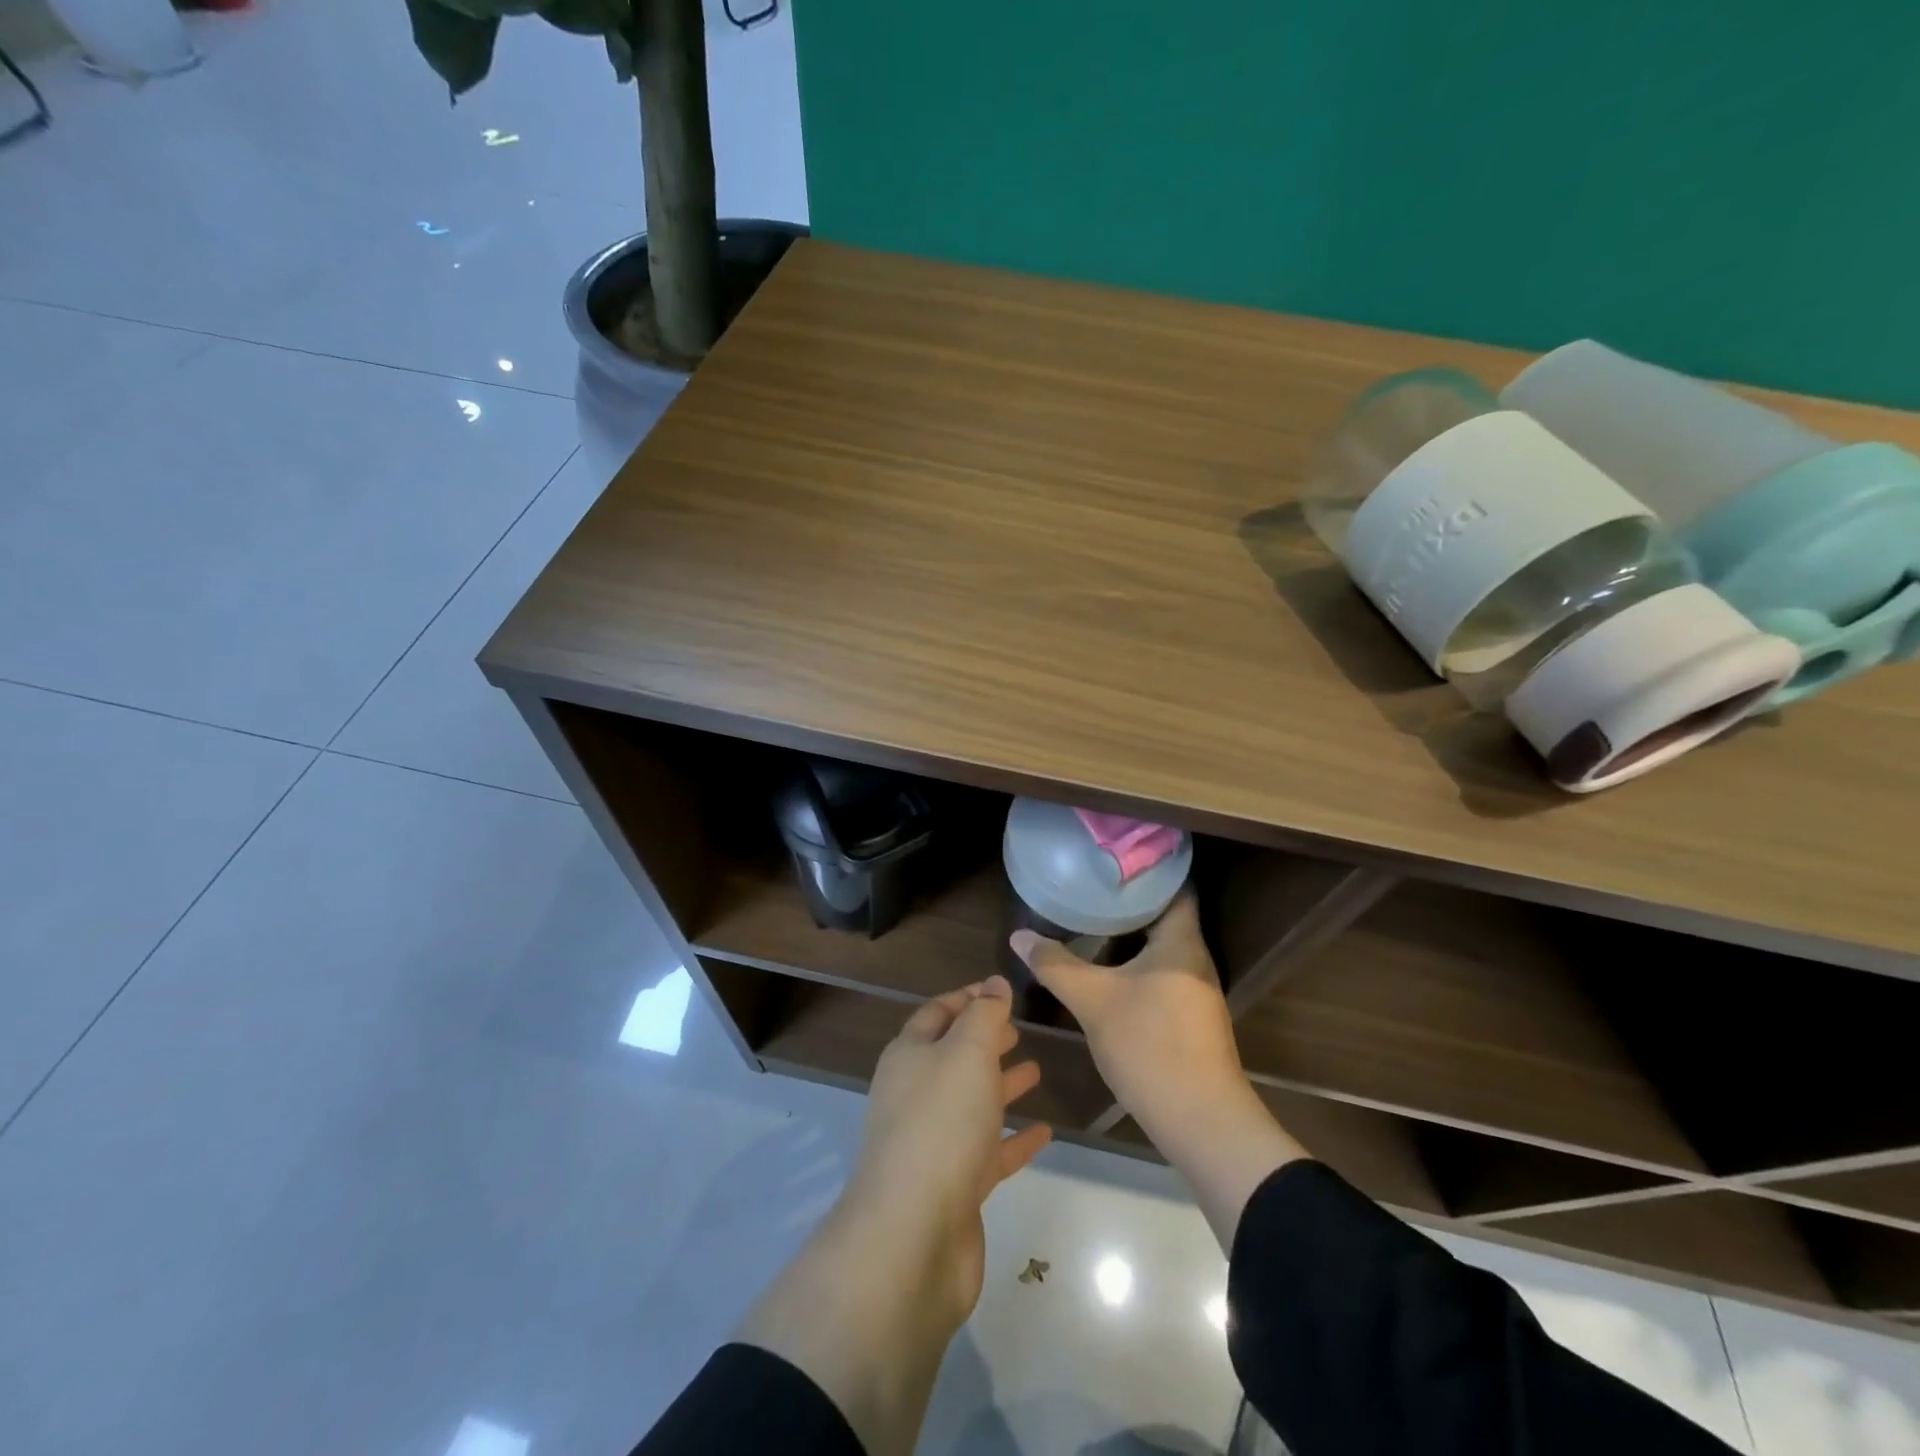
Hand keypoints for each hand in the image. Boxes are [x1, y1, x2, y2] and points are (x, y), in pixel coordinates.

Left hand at [840, 976, 1052, 1330]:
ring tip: (1036, 1070)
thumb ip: (984, 1016)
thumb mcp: (966, 1052)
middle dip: (984, 1040)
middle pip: (952, 1057)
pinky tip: (1044, 1132)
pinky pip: (988, 1151)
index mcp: (909, 1056)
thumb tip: (994, 984)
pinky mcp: (953, 1186)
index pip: (937, 1013)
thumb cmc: (940, 1123)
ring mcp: (932, 1142)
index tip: (1001, 990)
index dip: (968, 997)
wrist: (912, 1235)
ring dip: (1000, 1085)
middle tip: (1019, 1029)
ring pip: (971, 1103)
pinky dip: (1013, 1138)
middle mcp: (915, 1094)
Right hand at [1012, 897, 1307, 1251]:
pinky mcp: (1191, 1019)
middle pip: (1166, 917)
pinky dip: (1138, 964)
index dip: (1149, 870)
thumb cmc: (1150, 1045)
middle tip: (1092, 887)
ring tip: (1093, 921)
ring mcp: (1197, 992)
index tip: (1114, 860)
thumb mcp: (1094, 1000)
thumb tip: (1019, 935)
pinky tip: (1110, 970)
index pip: (1175, 889)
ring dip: (1133, 936)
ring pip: (1163, 949)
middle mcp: (1196, 960)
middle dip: (1131, 902)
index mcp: (1182, 943)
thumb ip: (1056, 965)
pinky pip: (1163, 974)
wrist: (1200, 1121)